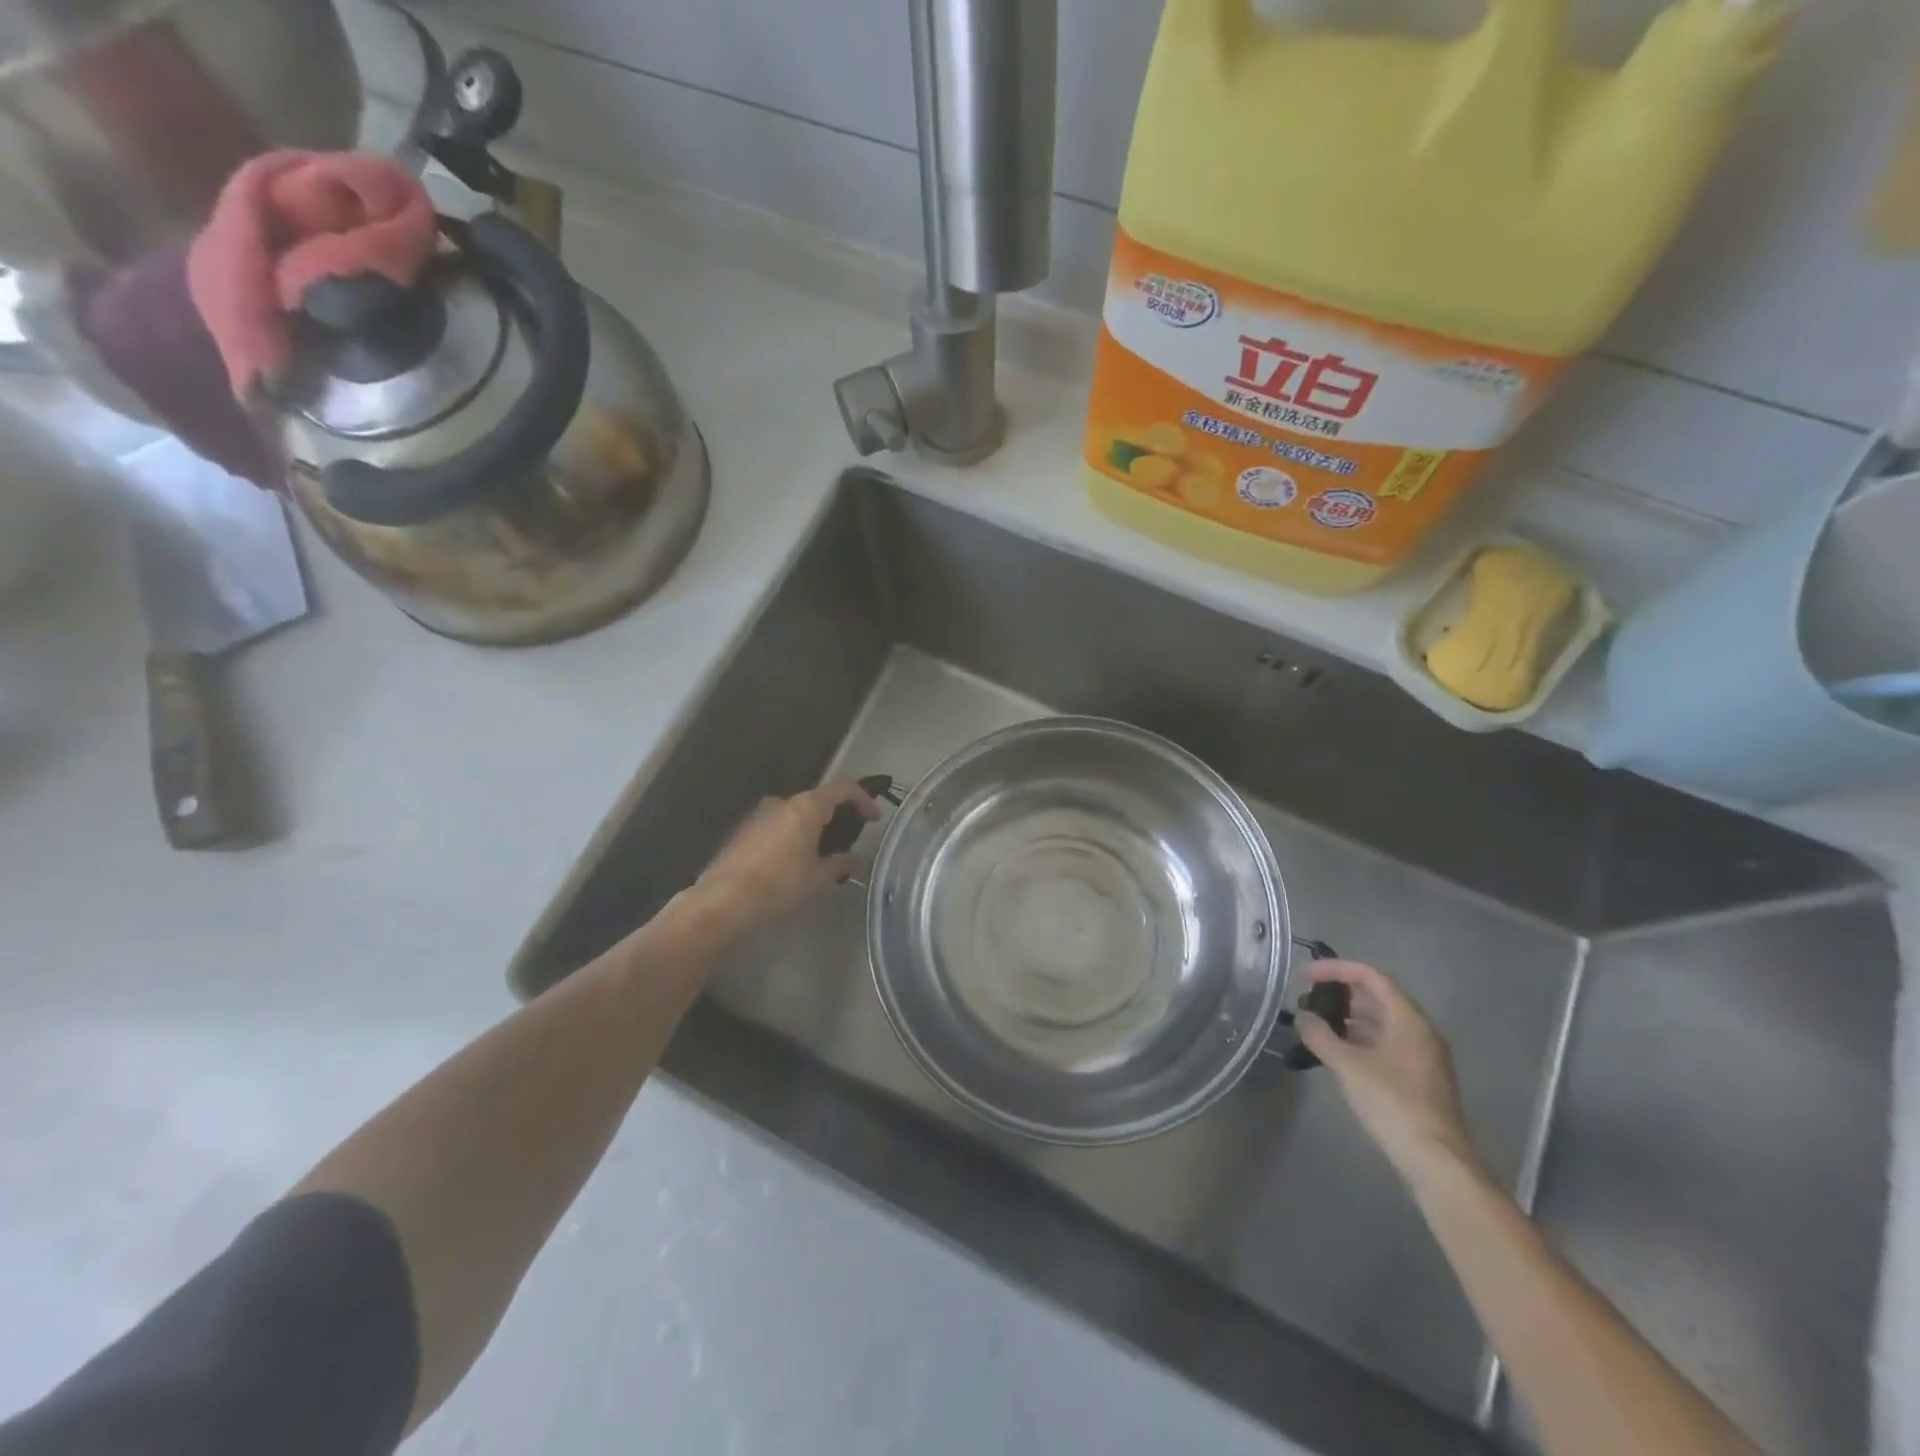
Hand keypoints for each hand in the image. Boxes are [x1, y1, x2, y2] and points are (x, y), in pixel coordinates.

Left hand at [694, 781, 878, 929]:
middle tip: (844, 841)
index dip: (862, 799)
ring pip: (792, 815)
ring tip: (817, 857)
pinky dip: (788, 838)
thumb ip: (839, 864)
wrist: (724, 901)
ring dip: (808, 829)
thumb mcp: (818, 878)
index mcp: (805, 807)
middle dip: (833, 817)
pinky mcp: (741, 833)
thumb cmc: (780, 884)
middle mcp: (781, 803)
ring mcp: (757, 816)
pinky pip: (774, 828)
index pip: (842, 788)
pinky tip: (789, 865)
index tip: (872, 818)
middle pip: (815, 801)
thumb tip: (855, 859)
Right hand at [1296, 961, 1478, 1187]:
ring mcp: (1421, 1055)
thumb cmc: (1393, 1103)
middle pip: (1377, 996)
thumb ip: (1320, 1036)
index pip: (1370, 976)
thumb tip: (1302, 1017)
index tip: (1303, 975)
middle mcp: (1419, 1031)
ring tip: (1315, 1023)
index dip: (1335, 969)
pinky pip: (1384, 1043)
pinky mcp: (1417, 1077)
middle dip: (1340, 992)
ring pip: (1380, 1021)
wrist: (1436, 1160)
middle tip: (1307, 997)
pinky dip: (1358, 1038)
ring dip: (1347, 1016)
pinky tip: (1336, 1050)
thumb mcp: (1349, 1066)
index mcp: (1409, 1019)